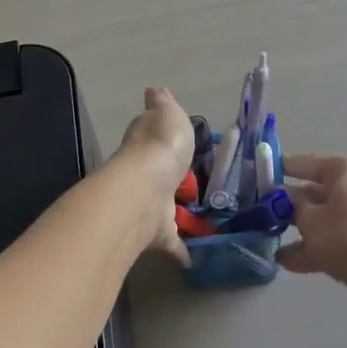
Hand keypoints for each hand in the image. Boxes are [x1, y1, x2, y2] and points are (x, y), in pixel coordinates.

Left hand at [112, 87, 196, 264]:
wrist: (144, 192)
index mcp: (146, 142)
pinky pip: (171, 242)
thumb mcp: (168, 114)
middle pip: (157, 173)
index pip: (151, 136)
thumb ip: (163, 104)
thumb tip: (154, 90)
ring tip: (202, 219)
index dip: (160, 137)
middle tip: (192, 184)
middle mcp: (144, 173)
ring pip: (163, 208)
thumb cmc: (160, 147)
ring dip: (176, 213)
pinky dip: (182, 250)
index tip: (175, 143)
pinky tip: (195, 257)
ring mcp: (149, 204)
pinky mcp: (156, 233)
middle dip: (169, 178)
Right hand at [278, 154, 346, 319]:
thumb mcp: (309, 220)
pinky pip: (342, 236)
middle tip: (265, 212)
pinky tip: (291, 262)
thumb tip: (283, 196)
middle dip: (292, 205)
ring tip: (274, 243)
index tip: (262, 172)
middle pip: (320, 191)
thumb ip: (291, 205)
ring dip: (303, 230)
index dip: (283, 168)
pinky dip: (320, 245)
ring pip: (331, 216)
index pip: (309, 163)